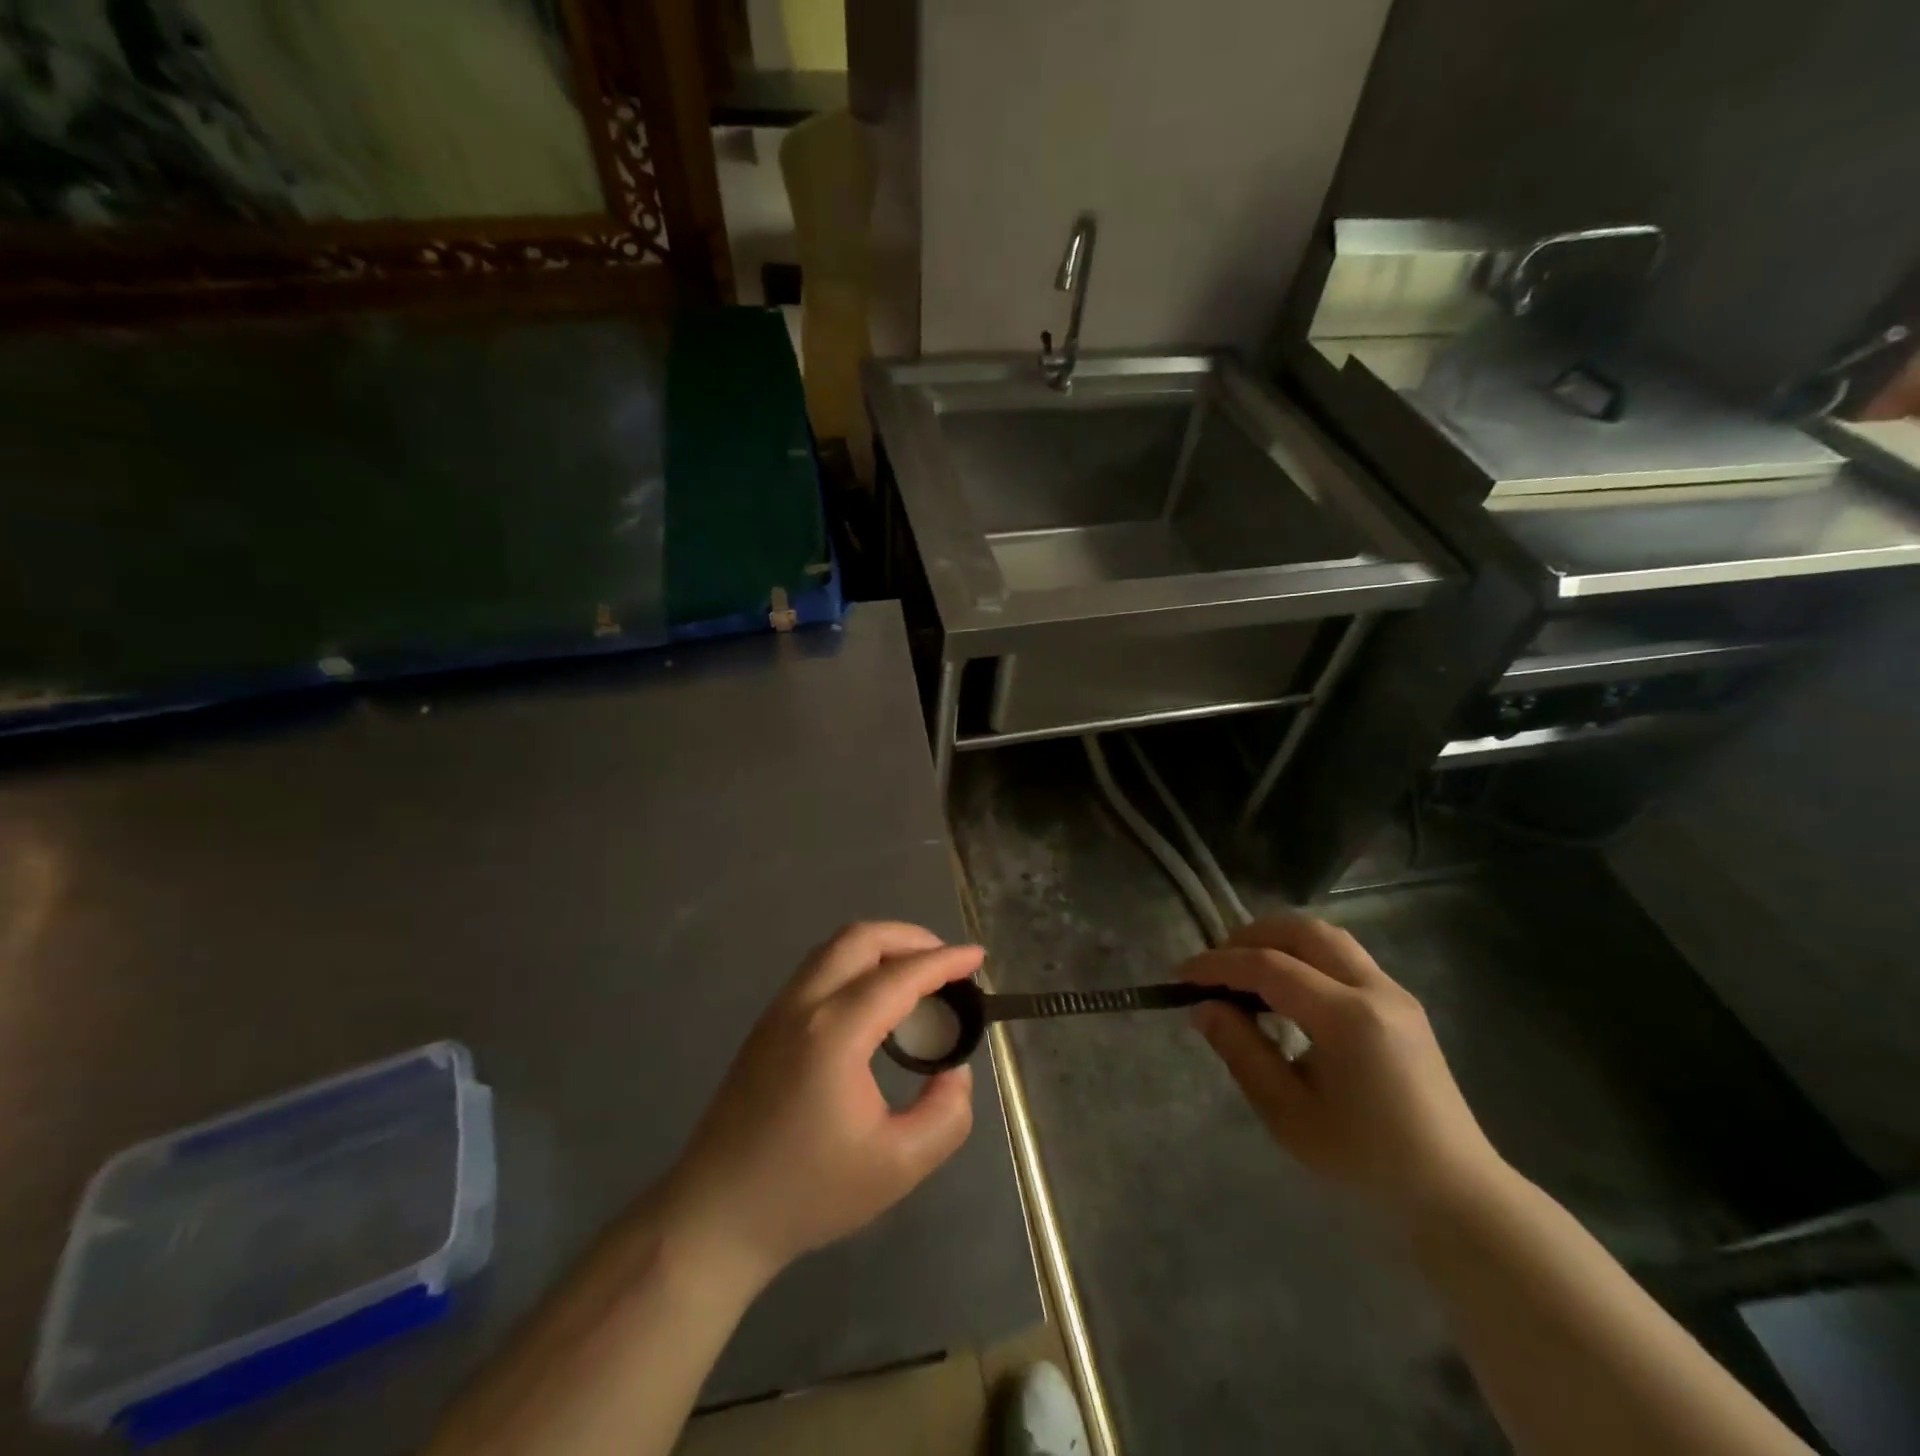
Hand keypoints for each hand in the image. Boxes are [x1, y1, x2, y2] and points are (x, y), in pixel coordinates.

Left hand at [658, 922, 980, 1288]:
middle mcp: (804, 1005)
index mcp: (835, 1032)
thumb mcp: (897, 1167)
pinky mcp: (766, 1025)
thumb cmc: (807, 1193)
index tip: (977, 958)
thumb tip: (955, 1072)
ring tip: (916, 976)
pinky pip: (818, 969)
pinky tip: (874, 1000)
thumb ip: (946, 1115)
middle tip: (946, 963)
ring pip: (834, 948)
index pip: (900, 975)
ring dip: (881, 947)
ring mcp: (778, 1010)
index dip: (945, 961)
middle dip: (911, 938)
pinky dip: (855, 964)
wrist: (715, 1217)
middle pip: (861, 938)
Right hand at [1182, 916, 1504, 1223]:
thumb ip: (1242, 1052)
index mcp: (1348, 1018)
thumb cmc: (1366, 1162)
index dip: (1218, 965)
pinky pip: (1343, 956)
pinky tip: (1285, 989)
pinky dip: (1304, 955)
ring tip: (1245, 970)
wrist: (1455, 1194)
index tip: (1180, 976)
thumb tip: (1204, 1008)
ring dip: (1279, 940)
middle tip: (1215, 967)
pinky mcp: (1401, 1003)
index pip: (1269, 967)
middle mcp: (1375, 989)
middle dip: (1249, 937)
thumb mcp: (1289, 1115)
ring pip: (1326, 936)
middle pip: (1302, 931)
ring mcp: (1394, 992)